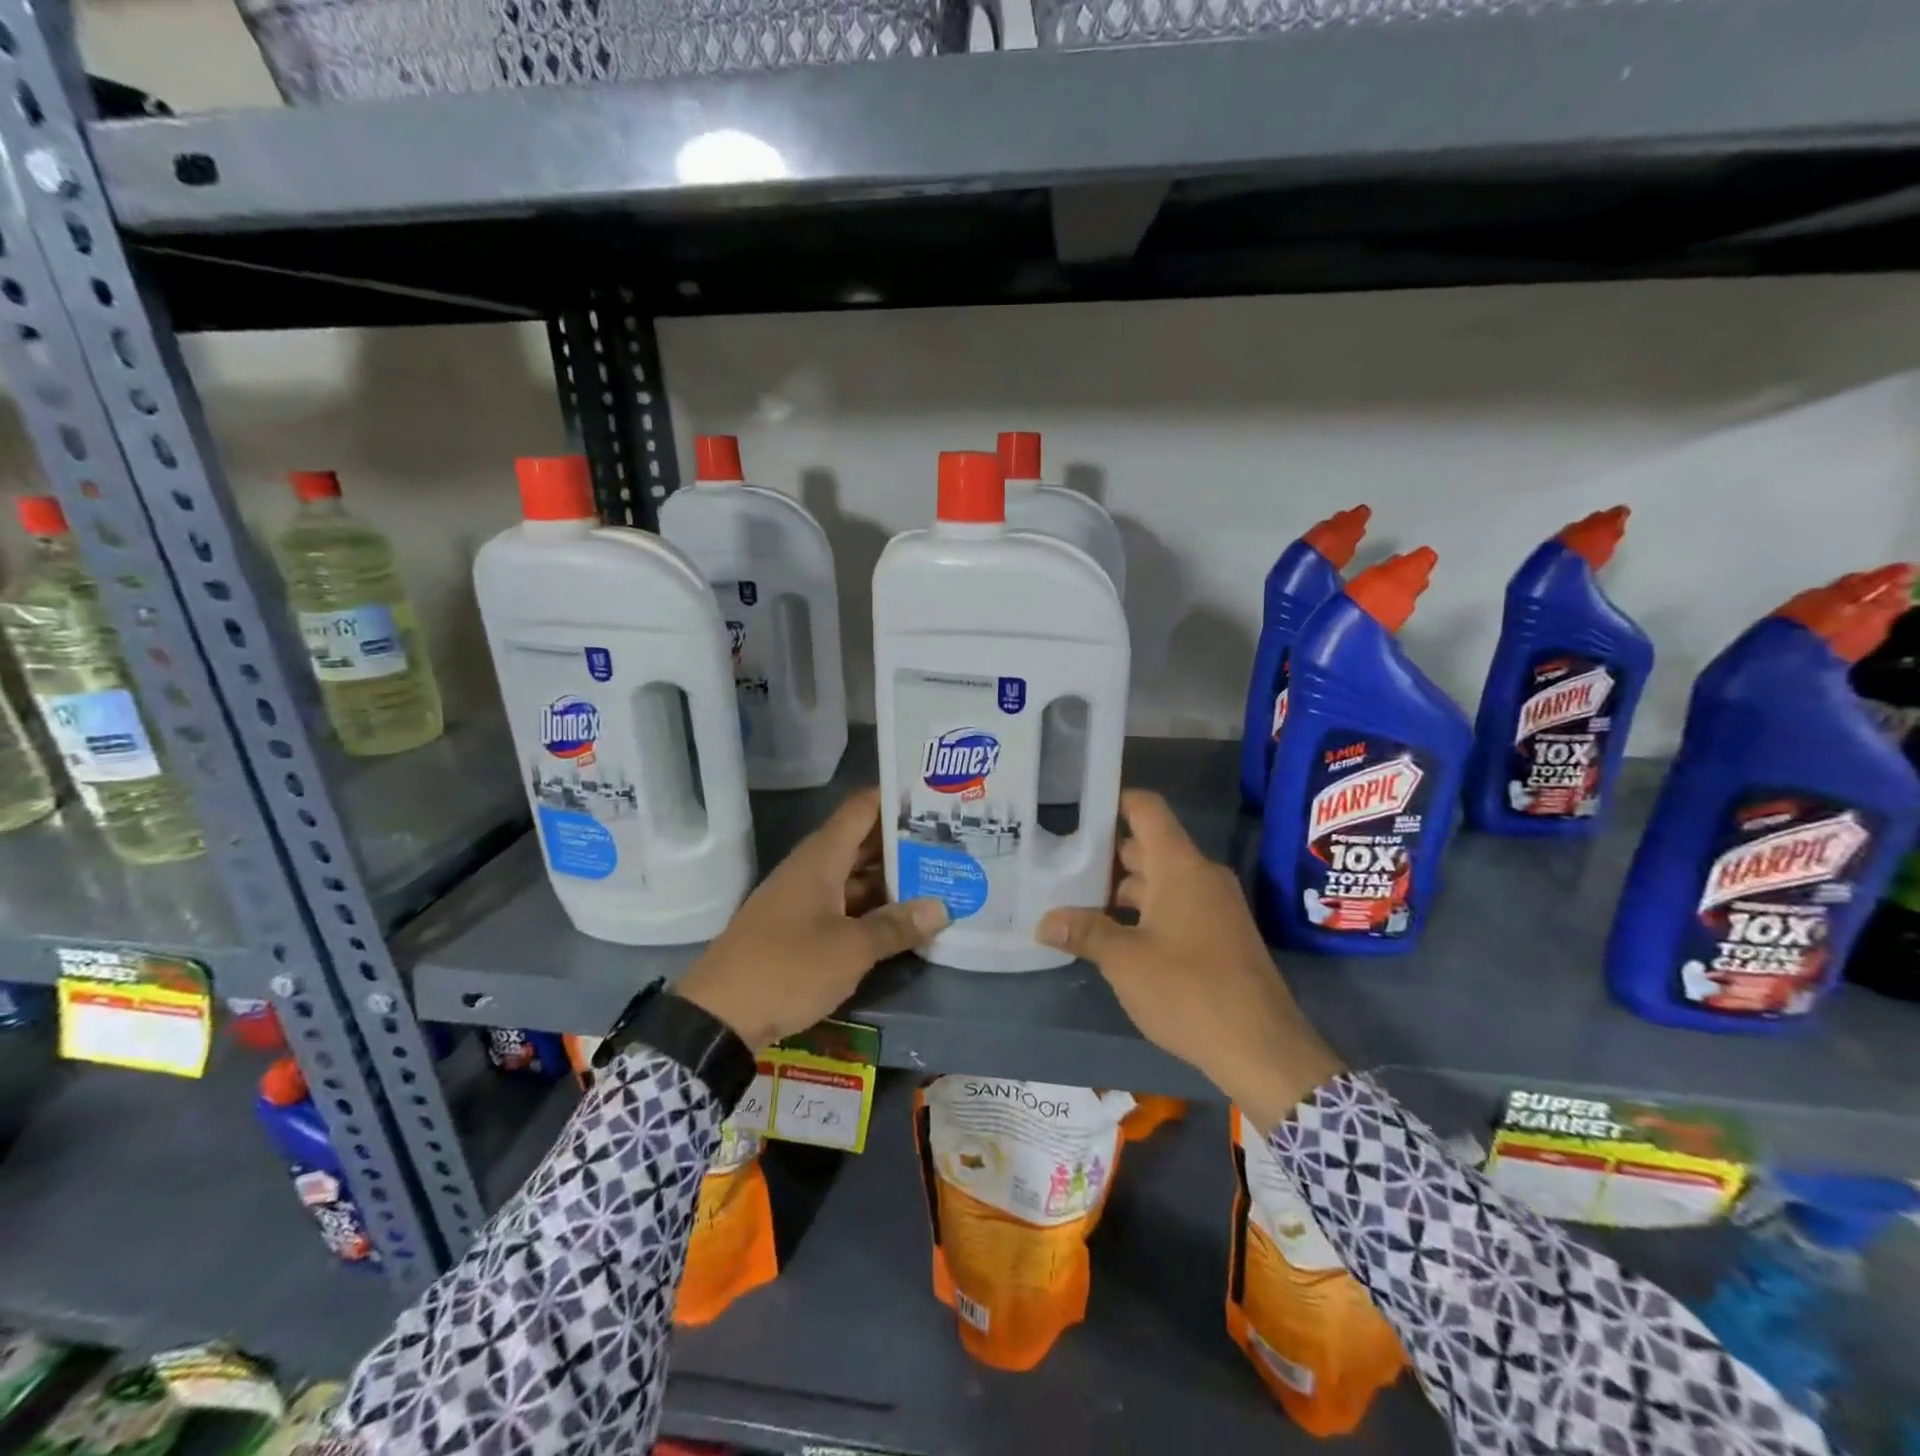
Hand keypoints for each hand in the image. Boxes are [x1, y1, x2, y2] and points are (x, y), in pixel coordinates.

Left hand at [676, 788, 947, 1050]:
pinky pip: (844, 904)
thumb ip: (896, 926)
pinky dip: (872, 906)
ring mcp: (804, 899)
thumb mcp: (850, 949)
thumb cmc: (787, 968)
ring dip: (891, 878)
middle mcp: (812, 869)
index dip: (894, 797)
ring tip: (938, 876)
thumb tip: (941, 908)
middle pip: (862, 842)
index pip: (862, 809)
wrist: (718, 1017)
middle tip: (951, 839)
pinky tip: (903, 918)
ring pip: (855, 876)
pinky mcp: (800, 928)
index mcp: (821, 858)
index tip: (934, 794)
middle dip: (903, 841)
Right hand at [1036, 790, 1343, 1133]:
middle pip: (1147, 846)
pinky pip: (1175, 906)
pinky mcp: (1220, 935)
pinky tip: (1113, 936)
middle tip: (1059, 863)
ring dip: (1121, 890)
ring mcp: (1214, 906)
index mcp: (1180, 866)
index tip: (1075, 808)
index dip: (1113, 800)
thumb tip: (1044, 922)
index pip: (1146, 809)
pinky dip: (1144, 912)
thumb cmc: (1189, 991)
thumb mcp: (1125, 961)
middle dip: (1104, 855)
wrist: (1262, 1049)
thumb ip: (1084, 932)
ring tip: (1075, 902)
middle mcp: (1200, 875)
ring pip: (1160, 881)